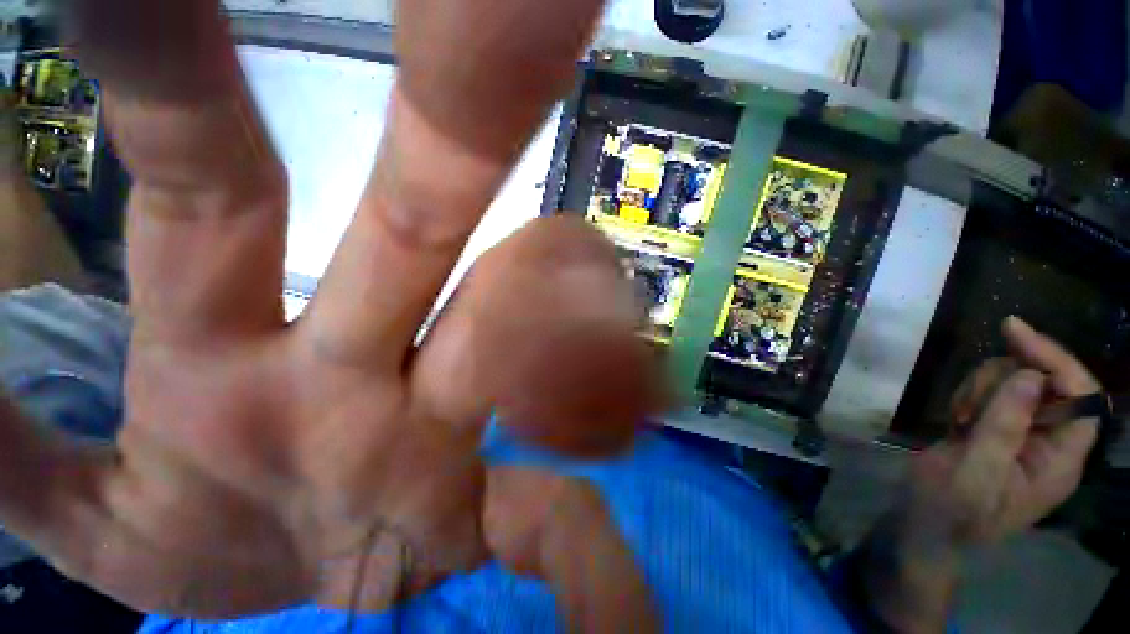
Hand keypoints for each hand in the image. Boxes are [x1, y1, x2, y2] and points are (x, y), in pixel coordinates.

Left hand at [0, 0, 662, 623]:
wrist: (324, 607)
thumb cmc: (206, 559)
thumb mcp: (94, 530)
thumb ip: (10, 455)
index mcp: (229, 350)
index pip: (211, 174)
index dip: (180, 64)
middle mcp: (366, 345)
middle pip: (427, 210)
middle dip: (468, 129)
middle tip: (543, 9)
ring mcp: (454, 391)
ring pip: (524, 296)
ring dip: (554, 294)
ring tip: (595, 325)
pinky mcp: (511, 441)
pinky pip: (568, 376)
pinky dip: (593, 374)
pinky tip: (608, 409)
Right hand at [916, 316, 1099, 546]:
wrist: (923, 524)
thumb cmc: (951, 510)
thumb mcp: (974, 474)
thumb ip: (1004, 429)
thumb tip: (1031, 376)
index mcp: (1060, 460)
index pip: (1082, 397)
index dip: (1056, 361)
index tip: (1014, 333)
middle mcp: (1050, 441)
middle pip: (1045, 382)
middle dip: (1003, 380)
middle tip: (968, 406)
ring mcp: (1022, 433)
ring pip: (1014, 381)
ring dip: (981, 388)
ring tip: (959, 418)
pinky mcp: (996, 427)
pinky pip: (991, 390)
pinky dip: (969, 395)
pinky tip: (956, 418)